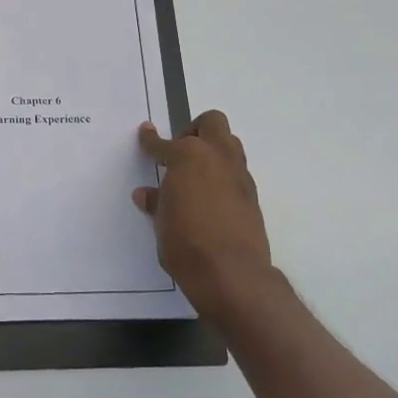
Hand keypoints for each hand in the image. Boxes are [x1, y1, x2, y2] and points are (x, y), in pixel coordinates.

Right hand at [134, 111, 286, 323]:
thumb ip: (156, 202)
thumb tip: (147, 194)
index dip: (150, 140)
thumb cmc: (185, 243)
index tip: (145, 134)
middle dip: (194, 131)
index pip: (164, 143)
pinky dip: (221, 176)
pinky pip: (236, 172)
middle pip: (211, 123)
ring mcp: (239, 175)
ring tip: (194, 174)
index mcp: (188, 157)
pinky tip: (209, 198)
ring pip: (229, 144)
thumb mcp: (161, 222)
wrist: (231, 274)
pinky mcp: (252, 195)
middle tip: (179, 152)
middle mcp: (217, 157)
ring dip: (212, 150)